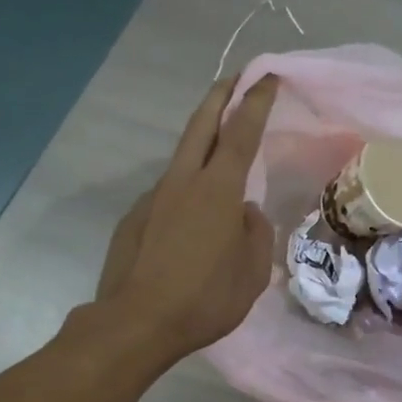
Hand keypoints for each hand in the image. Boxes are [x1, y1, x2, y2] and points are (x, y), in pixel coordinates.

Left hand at [94, 76, 280, 361]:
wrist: (136, 322)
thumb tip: (245, 213)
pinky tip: (191, 222)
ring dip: (201, 145)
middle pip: (201, 126)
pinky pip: (168, 195)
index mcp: (218, 190)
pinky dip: (185, 193)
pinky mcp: (134, 218)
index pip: (240, 133)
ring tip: (219, 156)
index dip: (255, 102)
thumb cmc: (205, 299)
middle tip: (234, 80)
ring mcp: (154, 198)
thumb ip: (255, 233)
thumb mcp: (252, 272)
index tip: (267, 78)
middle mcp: (183, 182)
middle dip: (219, 97)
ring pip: (182, 159)